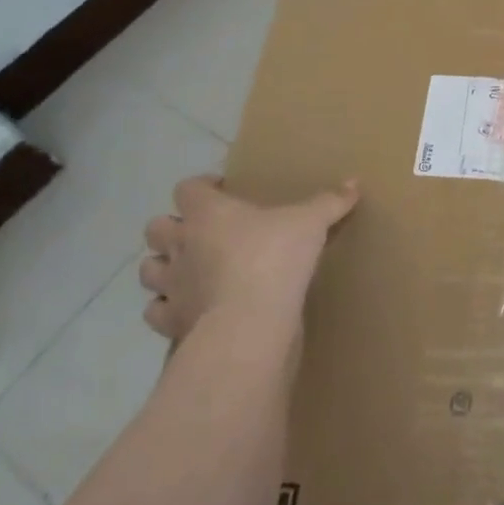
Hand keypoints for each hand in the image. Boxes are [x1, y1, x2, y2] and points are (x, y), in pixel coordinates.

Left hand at [139, 177, 359, 352]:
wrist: (250, 321)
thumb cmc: (275, 258)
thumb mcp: (311, 223)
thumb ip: (330, 202)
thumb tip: (355, 183)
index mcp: (207, 213)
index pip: (188, 188)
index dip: (202, 187)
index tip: (223, 190)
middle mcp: (180, 244)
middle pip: (156, 227)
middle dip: (173, 228)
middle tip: (203, 233)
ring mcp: (171, 284)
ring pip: (148, 269)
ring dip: (164, 267)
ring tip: (190, 270)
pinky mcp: (171, 321)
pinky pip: (156, 311)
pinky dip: (168, 308)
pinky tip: (190, 308)